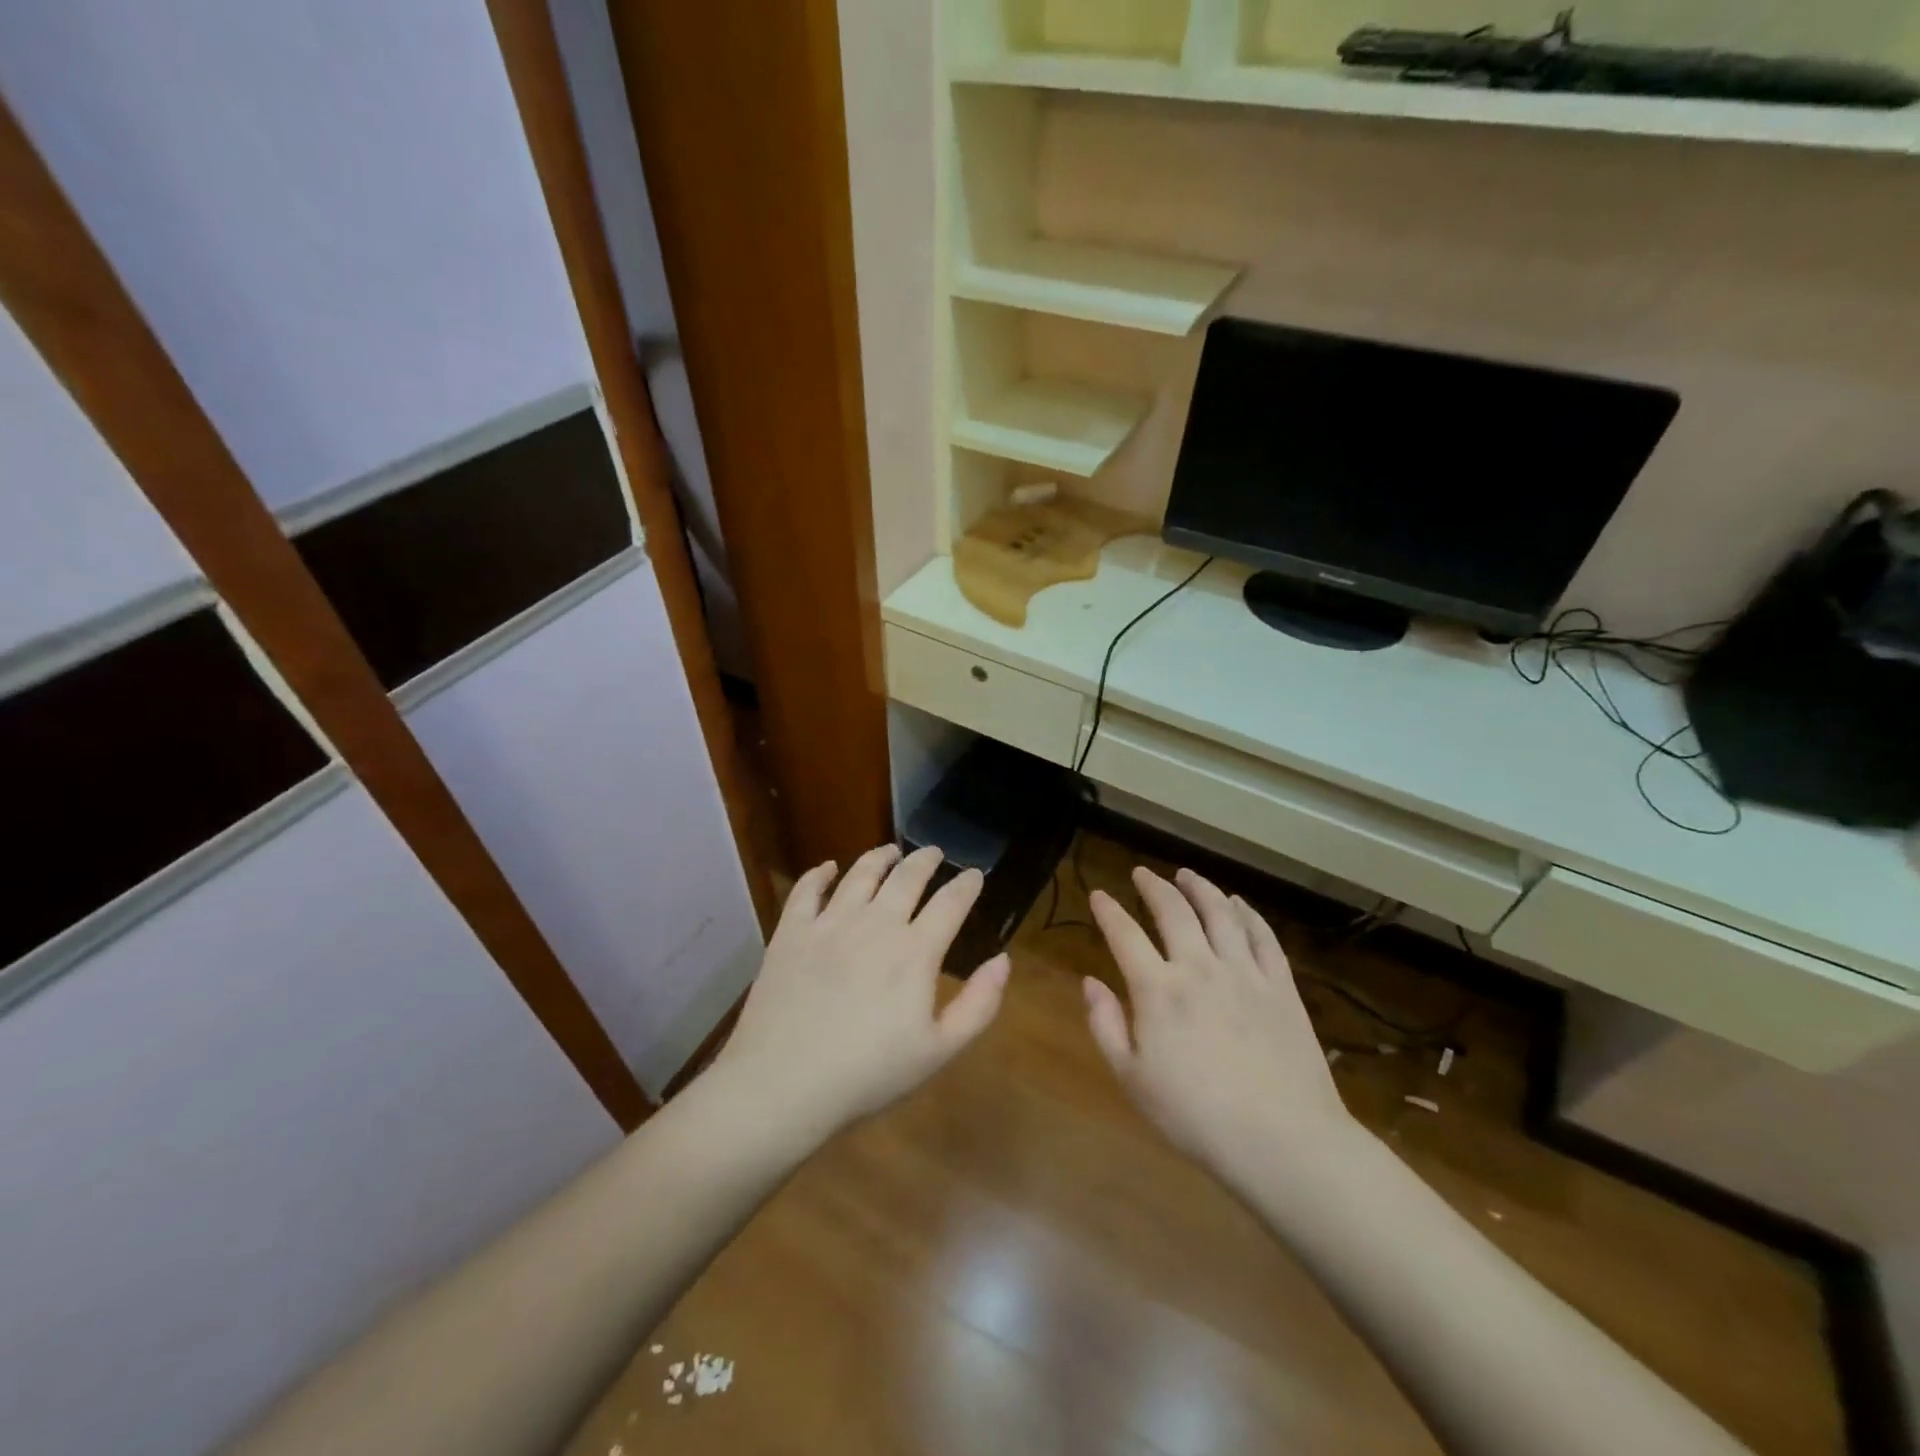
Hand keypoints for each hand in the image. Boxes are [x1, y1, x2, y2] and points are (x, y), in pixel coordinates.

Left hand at [706, 844, 1010, 1144]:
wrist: (783, 1084)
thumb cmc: (867, 1074)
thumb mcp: (938, 1051)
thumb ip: (978, 1004)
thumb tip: (1003, 960)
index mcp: (914, 951)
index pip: (950, 903)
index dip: (966, 885)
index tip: (974, 874)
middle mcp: (875, 924)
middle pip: (906, 877)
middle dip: (925, 860)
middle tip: (934, 852)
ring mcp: (829, 923)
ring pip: (860, 874)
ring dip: (879, 857)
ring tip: (889, 851)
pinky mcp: (791, 932)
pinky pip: (807, 890)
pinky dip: (821, 873)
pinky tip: (828, 868)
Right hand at [1085, 866, 1354, 1188]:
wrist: (1283, 1142)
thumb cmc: (1196, 1117)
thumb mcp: (1132, 1079)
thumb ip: (1105, 1025)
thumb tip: (1089, 982)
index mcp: (1158, 990)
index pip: (1125, 934)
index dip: (1108, 910)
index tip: (1098, 895)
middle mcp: (1199, 967)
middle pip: (1174, 910)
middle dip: (1153, 886)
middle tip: (1142, 873)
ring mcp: (1244, 973)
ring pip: (1220, 913)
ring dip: (1200, 888)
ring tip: (1187, 874)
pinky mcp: (1281, 986)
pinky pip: (1263, 936)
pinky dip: (1248, 913)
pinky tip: (1239, 904)